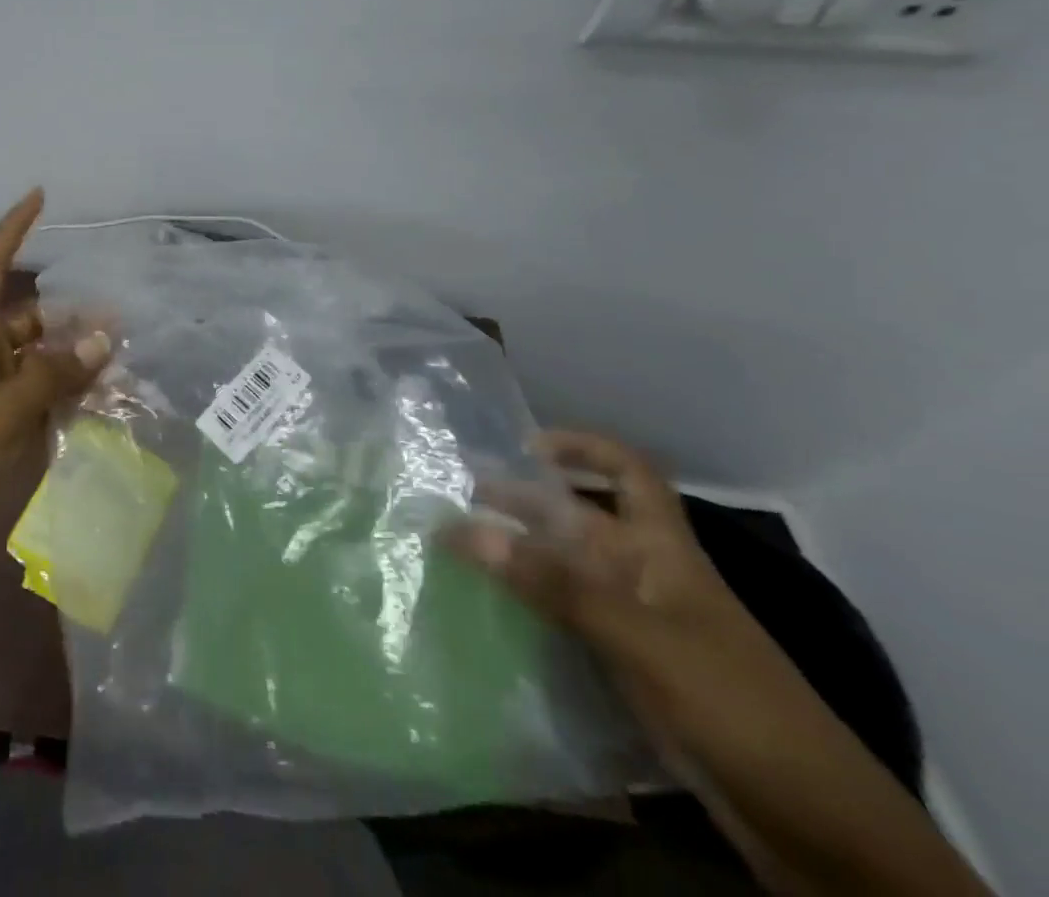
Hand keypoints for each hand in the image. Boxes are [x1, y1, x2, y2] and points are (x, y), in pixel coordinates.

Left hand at [0, 188, 110, 551]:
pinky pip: (40, 394)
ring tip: (123, 358)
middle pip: (30, 319)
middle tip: (122, 318)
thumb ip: (53, 372)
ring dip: (74, 358)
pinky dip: (67, 392)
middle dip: (71, 316)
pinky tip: (103, 398)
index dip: (13, 229)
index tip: (39, 196)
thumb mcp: (3, 410)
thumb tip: (102, 337)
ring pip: (40, 359)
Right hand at [450, 431, 812, 758]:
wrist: (819, 829)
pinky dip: (529, 606)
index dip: (584, 448)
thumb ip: (556, 585)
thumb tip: (466, 530)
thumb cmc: (737, 707)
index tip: (526, 447)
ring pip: (567, 571)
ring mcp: (637, 625)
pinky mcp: (628, 669)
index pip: (629, 475)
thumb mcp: (643, 639)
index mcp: (663, 552)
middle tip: (457, 499)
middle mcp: (645, 577)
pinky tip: (490, 608)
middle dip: (524, 503)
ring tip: (459, 548)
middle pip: (580, 522)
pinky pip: (566, 620)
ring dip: (519, 555)